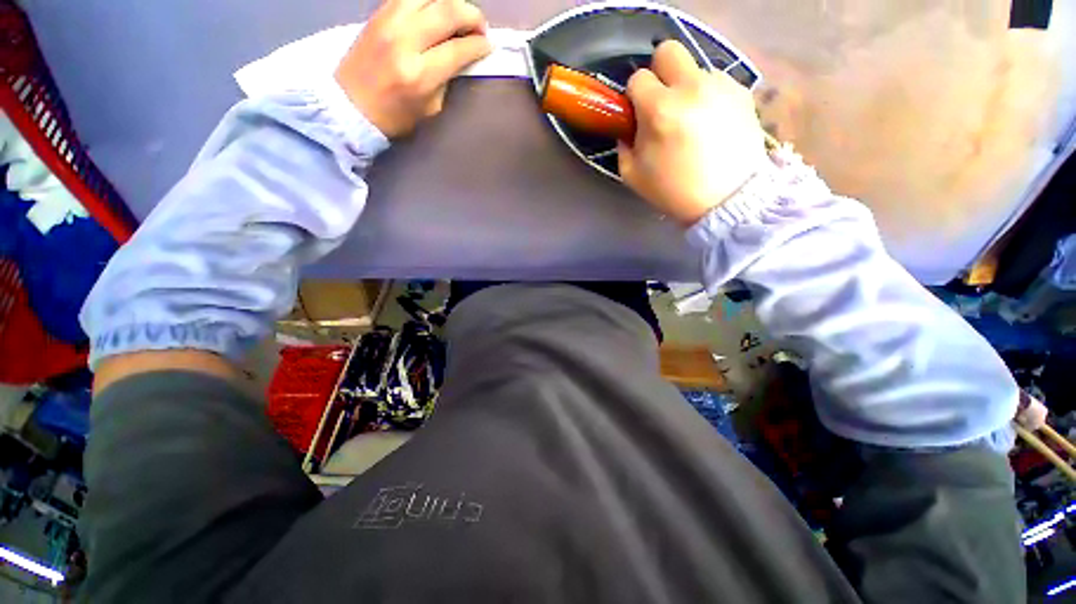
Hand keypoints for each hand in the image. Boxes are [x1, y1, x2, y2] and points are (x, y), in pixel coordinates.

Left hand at [335, 0, 491, 137]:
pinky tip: (436, 11)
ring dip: (450, 2)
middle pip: (446, 11)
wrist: (349, 105)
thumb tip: (461, 58)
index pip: (458, 49)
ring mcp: (388, 22)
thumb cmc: (394, 117)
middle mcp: (404, 40)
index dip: (479, 45)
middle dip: (472, 15)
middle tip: (480, 27)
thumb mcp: (429, 108)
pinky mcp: (378, 14)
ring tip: (459, 15)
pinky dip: (428, 1)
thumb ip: (446, 80)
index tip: (488, 46)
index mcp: (419, 74)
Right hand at [618, 41, 769, 225]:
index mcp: (660, 110)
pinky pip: (717, 82)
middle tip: (662, 100)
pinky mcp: (742, 92)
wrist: (728, 199)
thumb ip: (624, 146)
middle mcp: (691, 88)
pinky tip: (712, 122)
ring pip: (695, 67)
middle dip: (659, 72)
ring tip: (692, 119)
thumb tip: (629, 128)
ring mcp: (720, 86)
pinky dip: (709, 96)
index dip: (634, 96)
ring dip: (687, 87)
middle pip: (668, 50)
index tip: (639, 114)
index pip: (638, 78)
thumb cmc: (674, 192)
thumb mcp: (634, 176)